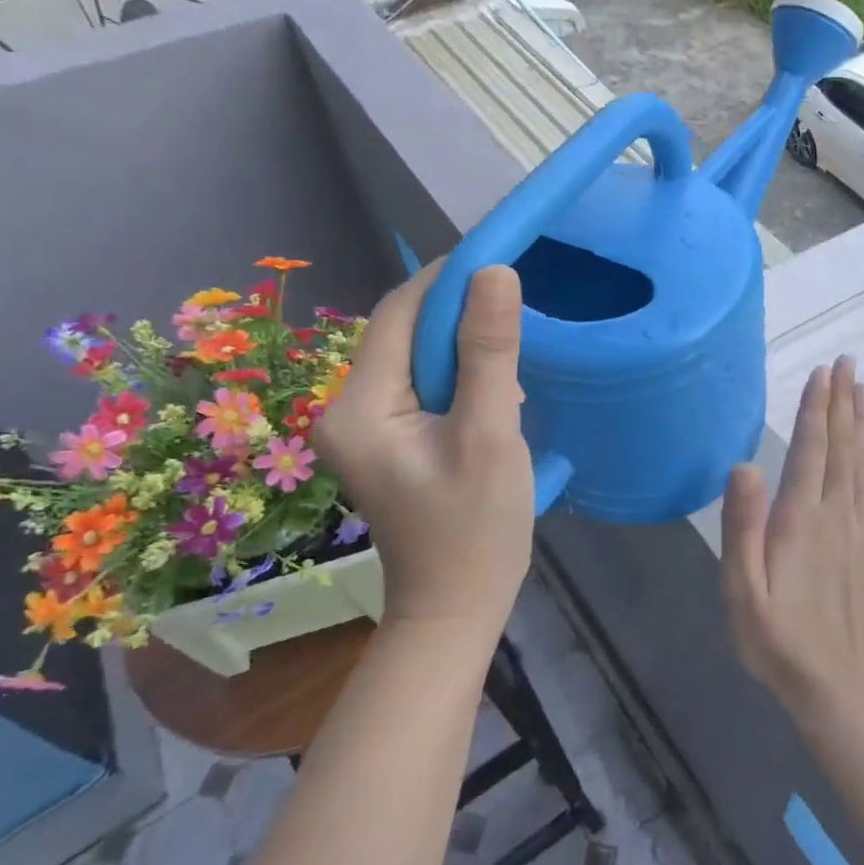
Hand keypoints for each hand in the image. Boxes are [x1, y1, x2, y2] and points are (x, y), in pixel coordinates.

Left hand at [313, 263, 535, 644]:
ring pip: (416, 356)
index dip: (447, 277)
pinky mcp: (387, 439)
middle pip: (404, 331)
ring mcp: (364, 426)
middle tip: (516, 307)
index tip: (500, 256)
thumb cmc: (475, 529)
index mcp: (359, 406)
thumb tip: (494, 272)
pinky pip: (421, 383)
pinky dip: (458, 373)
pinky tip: (493, 390)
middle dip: (458, 313)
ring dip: (462, 344)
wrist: (455, 609)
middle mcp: (347, 408)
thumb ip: (489, 352)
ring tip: (511, 351)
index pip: (399, 312)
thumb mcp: (489, 435)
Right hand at [721, 356, 863, 721]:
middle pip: (842, 447)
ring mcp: (858, 533)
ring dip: (861, 424)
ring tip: (862, 390)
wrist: (838, 690)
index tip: (822, 371)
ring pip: (862, 465)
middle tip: (847, 362)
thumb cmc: (778, 641)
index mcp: (800, 518)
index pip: (811, 449)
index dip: (815, 408)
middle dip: (842, 402)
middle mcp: (834, 515)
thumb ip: (742, 527)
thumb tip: (743, 464)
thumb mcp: (742, 590)